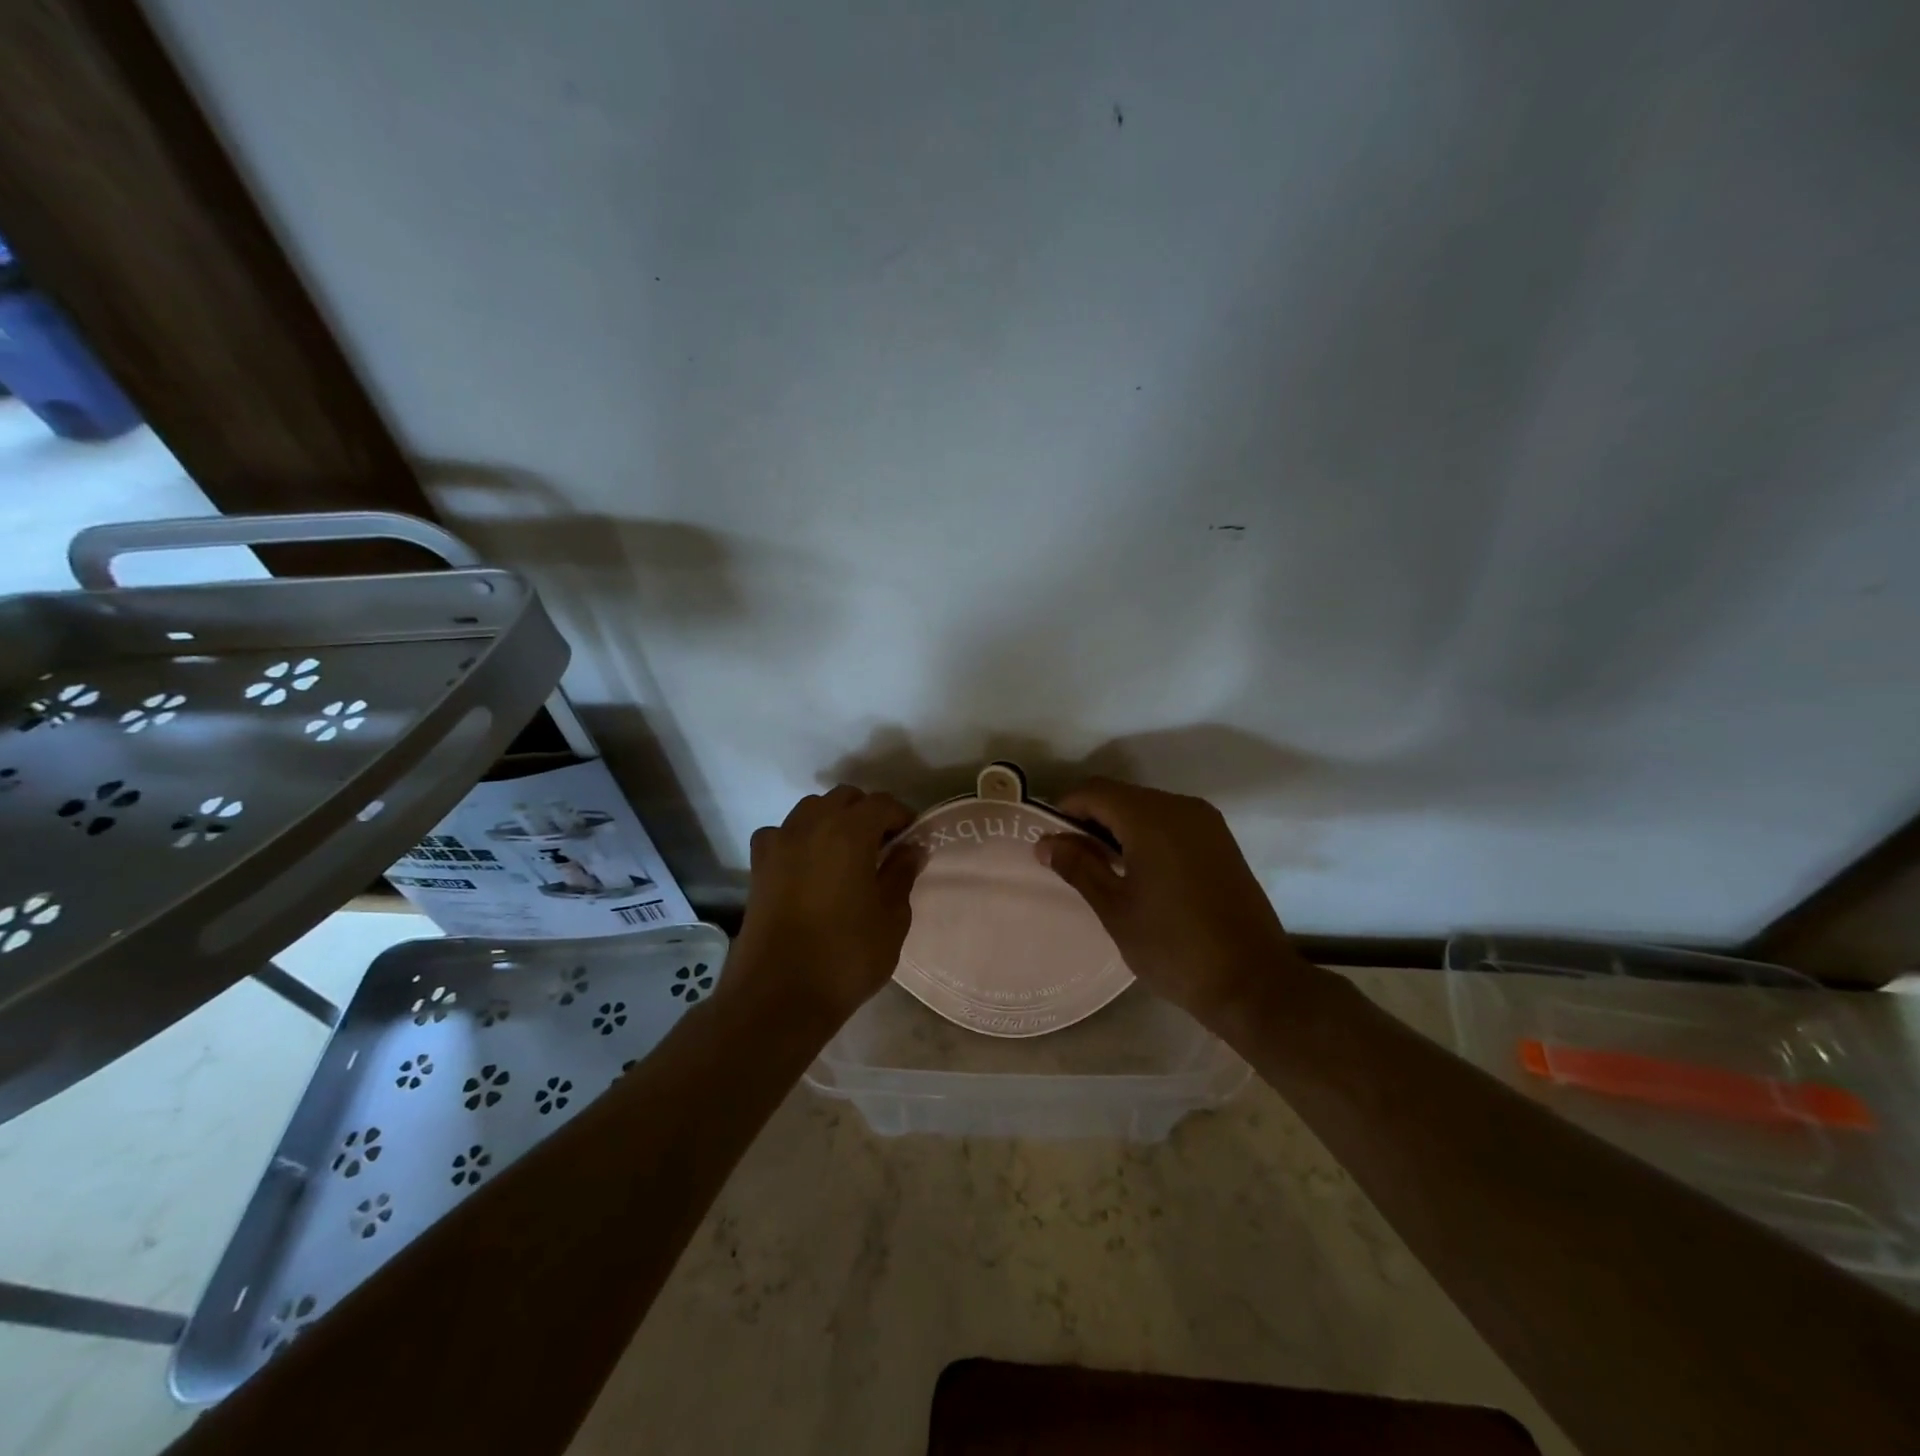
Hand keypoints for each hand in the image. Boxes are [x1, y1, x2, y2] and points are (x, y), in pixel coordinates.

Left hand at [730, 785, 922, 1023]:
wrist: (778, 996)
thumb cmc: (846, 956)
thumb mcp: (891, 918)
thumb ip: (901, 875)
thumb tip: (911, 848)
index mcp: (849, 832)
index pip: (882, 804)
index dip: (902, 816)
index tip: (912, 839)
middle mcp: (811, 825)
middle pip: (844, 798)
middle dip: (867, 813)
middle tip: (883, 846)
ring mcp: (779, 843)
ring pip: (811, 810)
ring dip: (833, 820)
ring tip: (847, 854)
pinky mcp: (758, 866)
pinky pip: (782, 834)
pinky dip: (799, 838)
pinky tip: (808, 865)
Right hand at [1036, 778, 1314, 1024]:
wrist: (1253, 982)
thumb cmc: (1174, 947)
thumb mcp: (1115, 909)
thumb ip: (1078, 866)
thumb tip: (1045, 842)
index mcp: (1151, 818)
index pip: (1093, 791)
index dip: (1063, 811)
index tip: (1049, 845)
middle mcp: (1181, 807)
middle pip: (1120, 796)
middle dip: (1090, 820)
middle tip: (1071, 862)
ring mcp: (1206, 823)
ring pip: (1146, 808)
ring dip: (1118, 828)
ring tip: (1102, 870)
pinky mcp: (1221, 841)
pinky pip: (1170, 823)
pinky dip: (1146, 836)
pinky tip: (1138, 872)